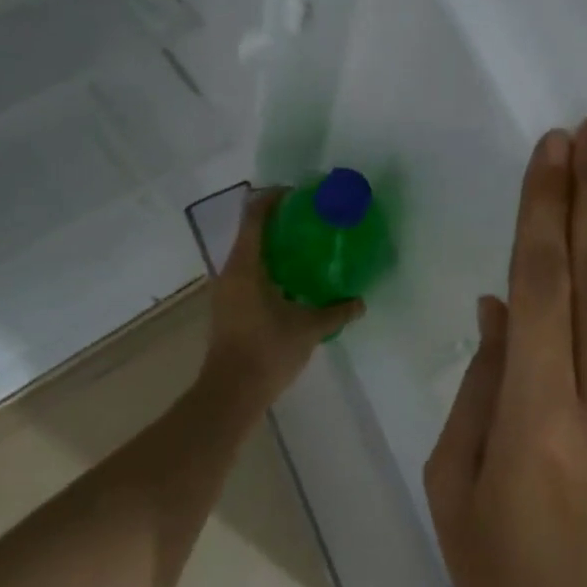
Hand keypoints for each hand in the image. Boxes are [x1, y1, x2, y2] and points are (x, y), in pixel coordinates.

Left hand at [201, 187, 365, 409]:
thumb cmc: (267, 351)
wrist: (231, 393)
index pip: (255, 217)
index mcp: (246, 266)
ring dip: (274, 247)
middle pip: (251, 233)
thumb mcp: (308, 329)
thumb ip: (336, 312)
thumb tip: (360, 302)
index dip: (273, 198)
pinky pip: (249, 275)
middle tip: (311, 221)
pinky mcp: (229, 308)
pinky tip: (294, 281)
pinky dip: (270, 268)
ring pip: (249, 256)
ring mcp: (226, 291)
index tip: (298, 194)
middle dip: (279, 222)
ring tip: (306, 249)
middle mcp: (231, 272)